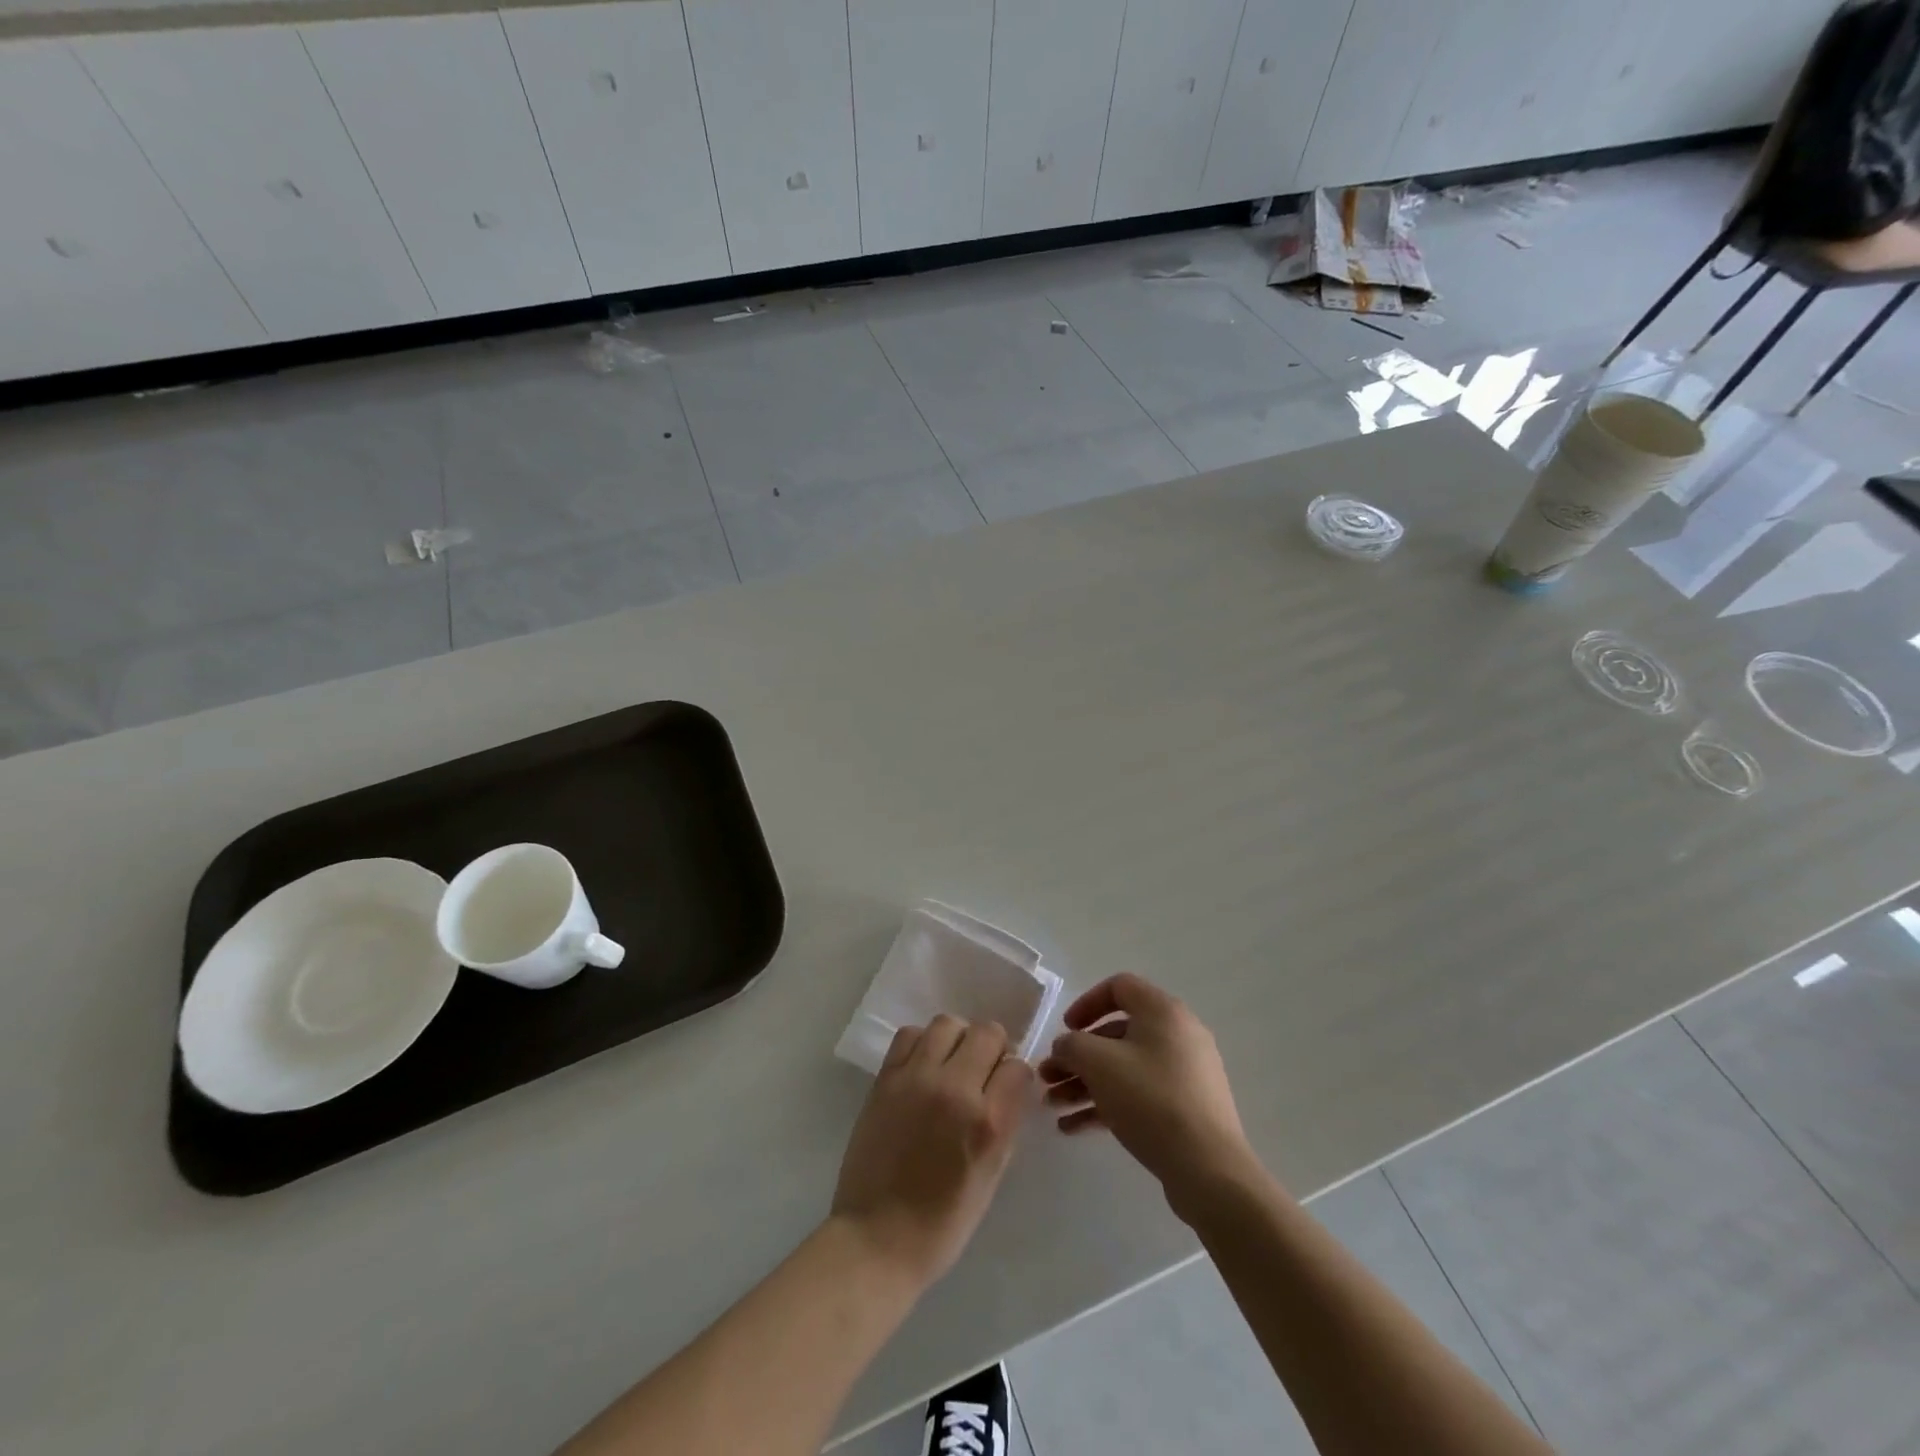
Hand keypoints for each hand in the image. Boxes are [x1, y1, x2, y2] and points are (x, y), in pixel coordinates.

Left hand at [831, 1015, 1033, 1287]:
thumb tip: (1008, 1086)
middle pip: (987, 1032)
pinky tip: (922, 1068)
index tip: (1006, 1088)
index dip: (1015, 1076)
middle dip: (992, 1049)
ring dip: (957, 1040)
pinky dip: (922, 1043)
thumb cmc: (942, 1222)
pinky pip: (910, 1034)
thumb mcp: (991, 1176)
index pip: (1018, 1068)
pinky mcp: (886, 1078)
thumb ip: (1004, 1122)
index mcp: (988, 1123)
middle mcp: (955, 1089)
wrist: (877, 1237)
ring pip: (947, 1024)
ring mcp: (916, 1079)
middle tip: (981, 1073)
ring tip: (950, 1065)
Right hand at [1039, 974, 1255, 1213]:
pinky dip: (1106, 1104)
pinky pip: (1138, 1095)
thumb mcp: (1099, 1063)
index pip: (1119, 987)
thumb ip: (1072, 1045)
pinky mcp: (1184, 1108)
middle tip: (1048, 1078)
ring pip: (1124, 1068)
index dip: (1086, 1003)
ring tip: (1052, 1107)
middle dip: (1077, 1057)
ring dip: (1084, 1084)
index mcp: (1163, 1011)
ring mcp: (1184, 1074)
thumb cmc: (1151, 1099)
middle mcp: (1177, 1035)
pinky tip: (1073, 1128)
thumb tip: (1066, 1047)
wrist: (1208, 1169)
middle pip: (1116, 1034)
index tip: (1066, 1029)